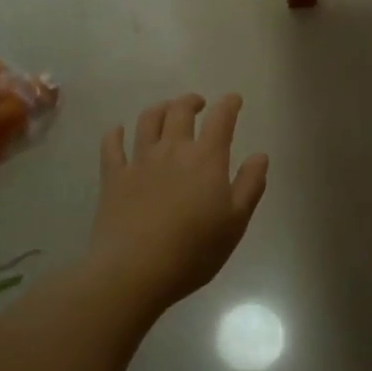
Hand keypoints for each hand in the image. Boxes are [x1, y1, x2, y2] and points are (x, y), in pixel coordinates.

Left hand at [91, 94, 268, 308]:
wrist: (134, 270)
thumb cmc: (193, 250)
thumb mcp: (235, 223)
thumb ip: (250, 185)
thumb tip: (260, 156)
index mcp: (206, 158)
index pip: (221, 119)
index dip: (229, 104)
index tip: (234, 100)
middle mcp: (172, 150)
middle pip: (180, 111)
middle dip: (191, 101)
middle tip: (198, 104)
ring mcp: (139, 160)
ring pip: (148, 120)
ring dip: (159, 109)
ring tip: (166, 112)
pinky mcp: (113, 176)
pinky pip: (111, 145)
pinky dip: (115, 133)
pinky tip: (119, 130)